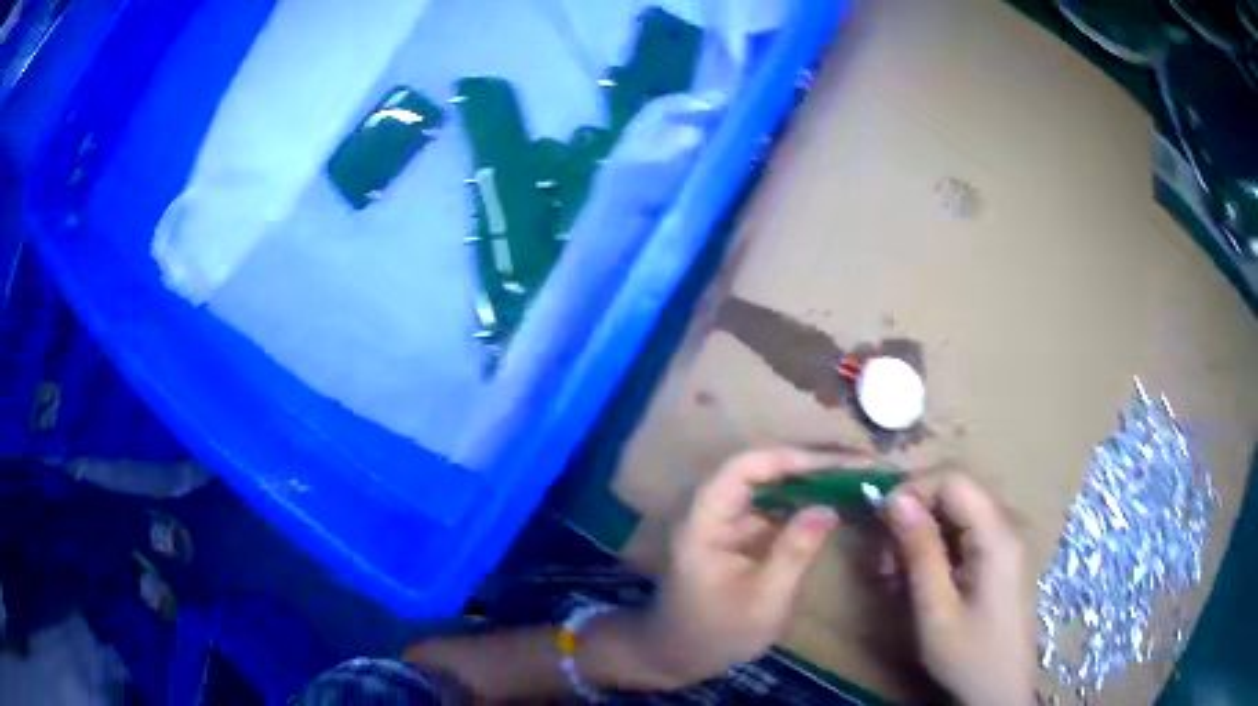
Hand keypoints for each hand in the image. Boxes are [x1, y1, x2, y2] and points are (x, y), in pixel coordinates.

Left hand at [636, 448, 865, 685]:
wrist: (680, 656)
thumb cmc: (717, 632)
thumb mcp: (762, 598)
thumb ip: (793, 552)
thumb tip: (828, 508)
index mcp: (705, 521)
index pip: (743, 469)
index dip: (788, 459)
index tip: (834, 464)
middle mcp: (714, 512)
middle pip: (760, 471)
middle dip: (808, 465)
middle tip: (857, 465)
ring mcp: (727, 524)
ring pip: (770, 488)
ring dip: (810, 481)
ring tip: (854, 477)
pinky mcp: (740, 537)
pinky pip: (774, 510)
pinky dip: (803, 504)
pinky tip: (833, 504)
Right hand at [884, 473, 1033, 705]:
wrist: (1001, 690)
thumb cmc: (969, 655)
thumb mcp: (936, 610)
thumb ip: (920, 552)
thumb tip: (896, 500)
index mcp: (997, 534)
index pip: (953, 479)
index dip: (913, 489)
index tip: (879, 522)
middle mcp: (1007, 525)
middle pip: (955, 494)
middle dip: (914, 517)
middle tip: (883, 560)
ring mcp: (1007, 541)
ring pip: (957, 514)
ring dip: (921, 536)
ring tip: (894, 576)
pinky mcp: (1002, 558)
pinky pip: (966, 535)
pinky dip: (937, 550)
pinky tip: (919, 581)